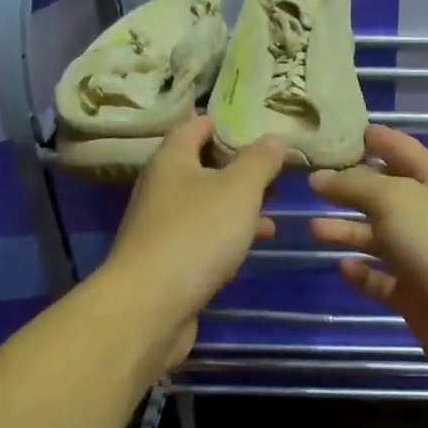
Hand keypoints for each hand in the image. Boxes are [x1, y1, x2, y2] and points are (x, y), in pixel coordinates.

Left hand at [97, 116, 286, 368]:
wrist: (151, 305)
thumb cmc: (196, 235)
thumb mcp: (238, 190)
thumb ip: (260, 162)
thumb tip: (276, 137)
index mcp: (172, 161)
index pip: (193, 127)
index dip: (220, 122)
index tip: (251, 124)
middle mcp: (160, 189)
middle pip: (199, 168)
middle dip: (236, 168)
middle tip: (272, 170)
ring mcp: (161, 228)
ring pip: (204, 206)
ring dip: (236, 206)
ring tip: (273, 210)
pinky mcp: (168, 263)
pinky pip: (202, 238)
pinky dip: (227, 236)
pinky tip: (251, 245)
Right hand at [309, 125, 427, 387]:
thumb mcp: (395, 199)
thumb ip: (355, 185)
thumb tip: (320, 178)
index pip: (398, 148)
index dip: (369, 139)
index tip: (329, 135)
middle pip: (383, 194)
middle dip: (348, 188)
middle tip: (305, 183)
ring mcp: (423, 256)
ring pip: (378, 238)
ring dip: (347, 232)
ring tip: (312, 229)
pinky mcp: (414, 294)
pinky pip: (381, 279)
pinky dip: (362, 273)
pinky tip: (341, 267)